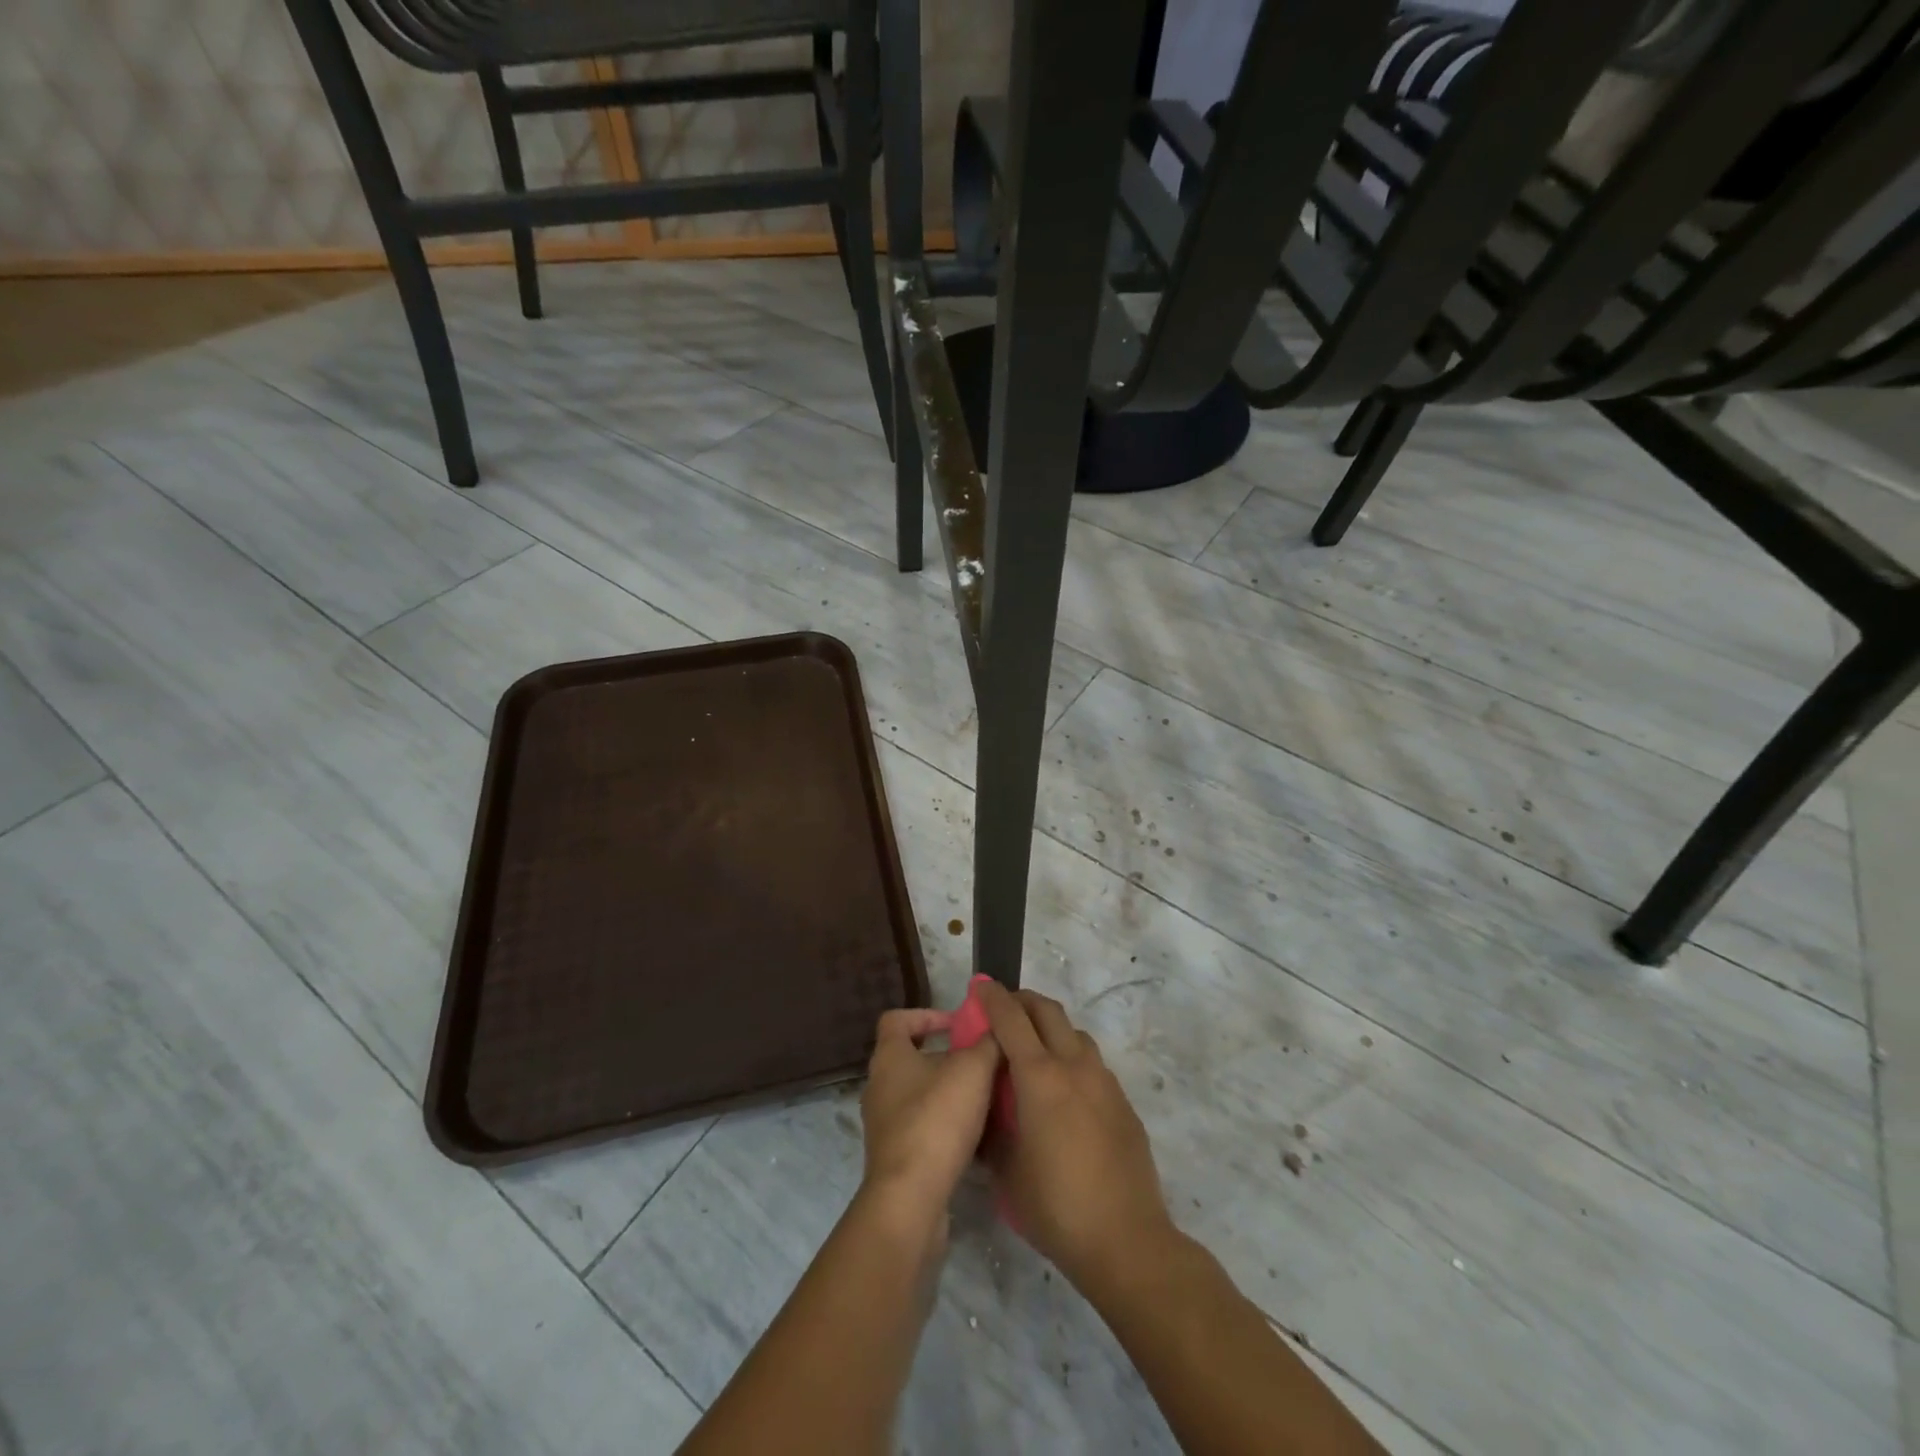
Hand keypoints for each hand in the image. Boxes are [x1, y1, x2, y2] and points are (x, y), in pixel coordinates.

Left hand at [859, 1008, 1001, 1228]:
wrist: (910, 1201)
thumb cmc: (936, 1120)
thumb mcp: (973, 1069)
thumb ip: (987, 1043)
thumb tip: (996, 1027)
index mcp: (889, 1057)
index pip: (897, 1020)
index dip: (927, 1015)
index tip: (958, 1024)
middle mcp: (879, 1086)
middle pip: (912, 1058)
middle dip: (948, 1057)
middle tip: (982, 1062)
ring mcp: (884, 1125)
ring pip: (920, 1096)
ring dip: (950, 1094)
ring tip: (986, 1099)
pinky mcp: (895, 1158)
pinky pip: (923, 1129)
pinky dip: (946, 1127)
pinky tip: (977, 1136)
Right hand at [975, 983, 1177, 1294]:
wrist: (1127, 1240)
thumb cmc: (1056, 1207)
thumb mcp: (1007, 1172)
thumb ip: (995, 1131)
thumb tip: (989, 1113)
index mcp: (1039, 1077)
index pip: (1011, 1019)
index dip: (992, 998)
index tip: (979, 987)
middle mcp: (1074, 1066)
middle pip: (1048, 1011)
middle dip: (1023, 1001)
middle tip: (1004, 1008)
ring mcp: (1104, 1082)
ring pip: (1074, 1033)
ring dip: (1050, 1028)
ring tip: (1033, 1049)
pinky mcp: (1123, 1102)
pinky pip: (1092, 1063)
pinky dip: (1071, 1057)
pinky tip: (1064, 1091)